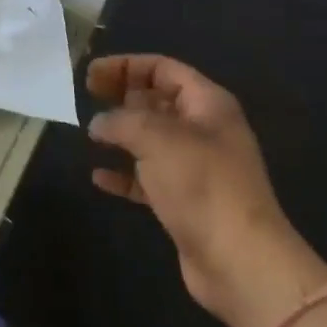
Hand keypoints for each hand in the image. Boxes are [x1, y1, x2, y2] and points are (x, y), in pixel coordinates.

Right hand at [88, 55, 326, 326]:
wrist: (239, 260)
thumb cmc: (201, 185)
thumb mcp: (157, 138)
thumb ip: (122, 121)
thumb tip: (99, 123)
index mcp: (207, 104)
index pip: (163, 69)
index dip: (126, 66)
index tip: (91, 75)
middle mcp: (204, 130)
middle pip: (158, 100)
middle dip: (123, 96)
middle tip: (87, 99)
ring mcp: (196, 168)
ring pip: (152, 139)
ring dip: (122, 134)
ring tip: (89, 133)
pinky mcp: (185, 201)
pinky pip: (148, 178)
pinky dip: (125, 174)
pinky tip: (99, 177)